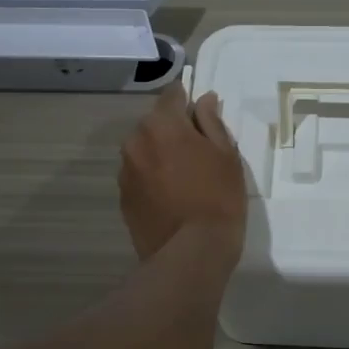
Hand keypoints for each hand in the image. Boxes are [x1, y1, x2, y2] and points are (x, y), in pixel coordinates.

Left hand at [119, 83, 247, 261]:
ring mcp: (125, 171)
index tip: (201, 111)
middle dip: (173, 129)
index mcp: (162, 124)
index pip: (172, 94)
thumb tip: (204, 100)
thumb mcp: (226, 155)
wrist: (190, 253)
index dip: (187, 98)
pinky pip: (139, 175)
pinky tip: (172, 196)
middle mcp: (135, 141)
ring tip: (185, 177)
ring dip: (161, 154)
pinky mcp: (123, 197)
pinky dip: (152, 177)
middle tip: (199, 151)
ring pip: (145, 150)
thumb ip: (211, 122)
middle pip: (155, 123)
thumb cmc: (218, 197)